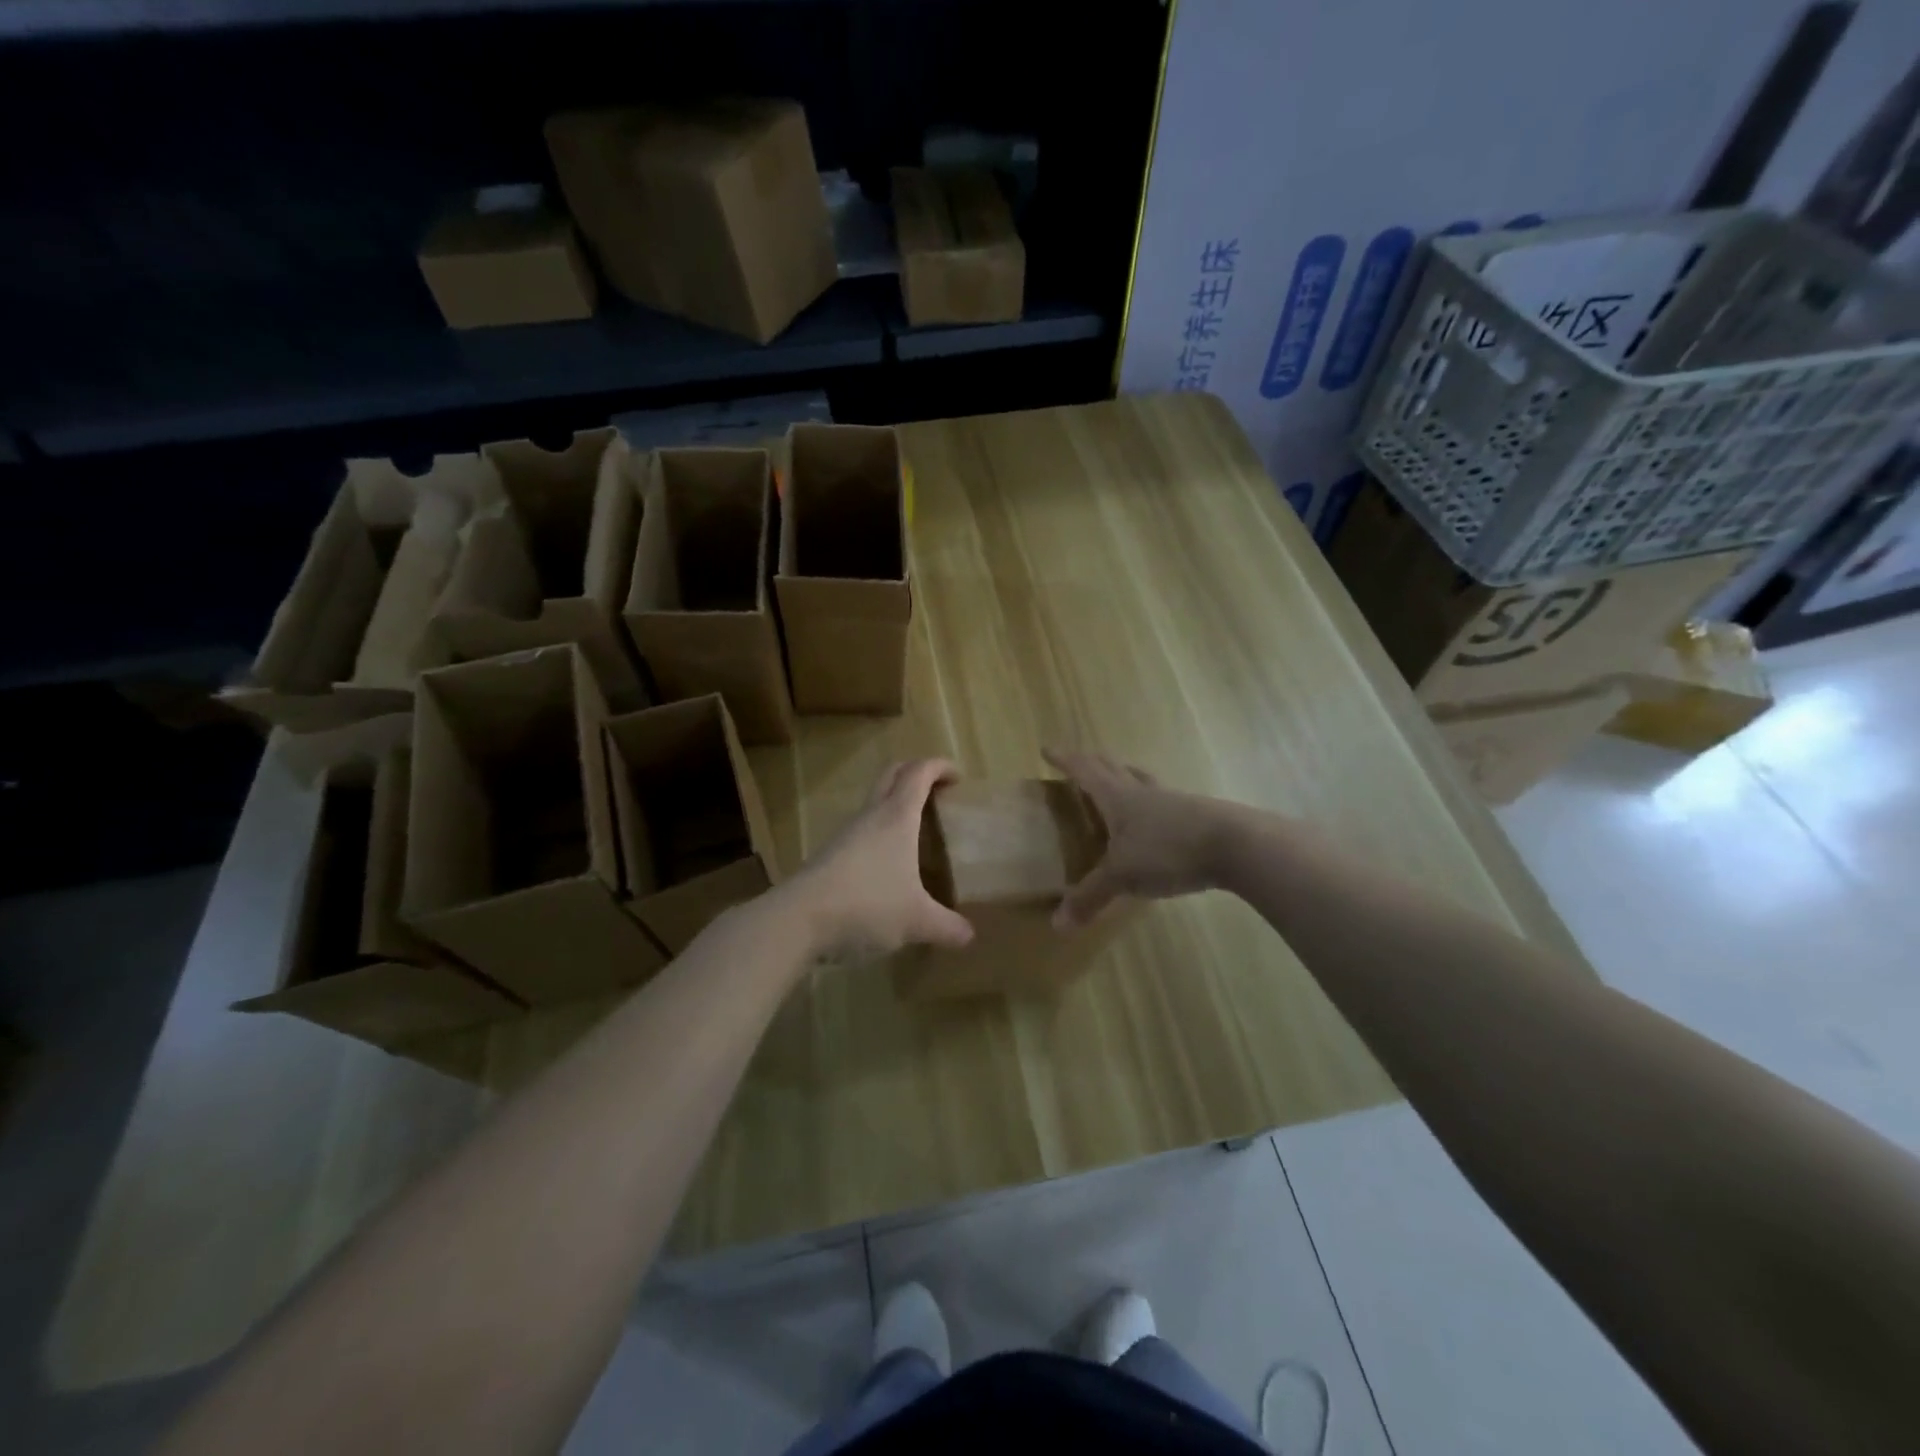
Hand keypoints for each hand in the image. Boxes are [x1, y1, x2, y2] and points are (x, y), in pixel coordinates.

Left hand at [782, 759, 975, 960]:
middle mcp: (871, 816)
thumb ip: (946, 926)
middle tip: (936, 792)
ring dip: (894, 804)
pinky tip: (887, 865)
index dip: (939, 767)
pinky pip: (861, 831)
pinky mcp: (829, 854)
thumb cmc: (867, 905)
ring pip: (873, 803)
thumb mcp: (916, 920)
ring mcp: (846, 834)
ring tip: (915, 831)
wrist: (798, 919)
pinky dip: (879, 833)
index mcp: (897, 817)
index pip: (919, 773)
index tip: (957, 777)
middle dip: (915, 773)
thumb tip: (969, 936)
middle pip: (892, 774)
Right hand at [1044, 748, 1232, 928]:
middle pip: (1112, 768)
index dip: (1064, 760)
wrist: (1236, 845)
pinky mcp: (1196, 815)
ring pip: (1141, 780)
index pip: (1084, 770)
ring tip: (1116, 779)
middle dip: (1092, 762)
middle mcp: (1142, 792)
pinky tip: (1154, 817)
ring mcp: (1172, 801)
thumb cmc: (1169, 850)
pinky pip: (1163, 801)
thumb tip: (1057, 924)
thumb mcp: (1123, 876)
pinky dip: (1149, 801)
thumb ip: (1090, 897)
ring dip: (1124, 775)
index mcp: (1118, 797)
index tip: (1046, 749)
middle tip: (1079, 762)